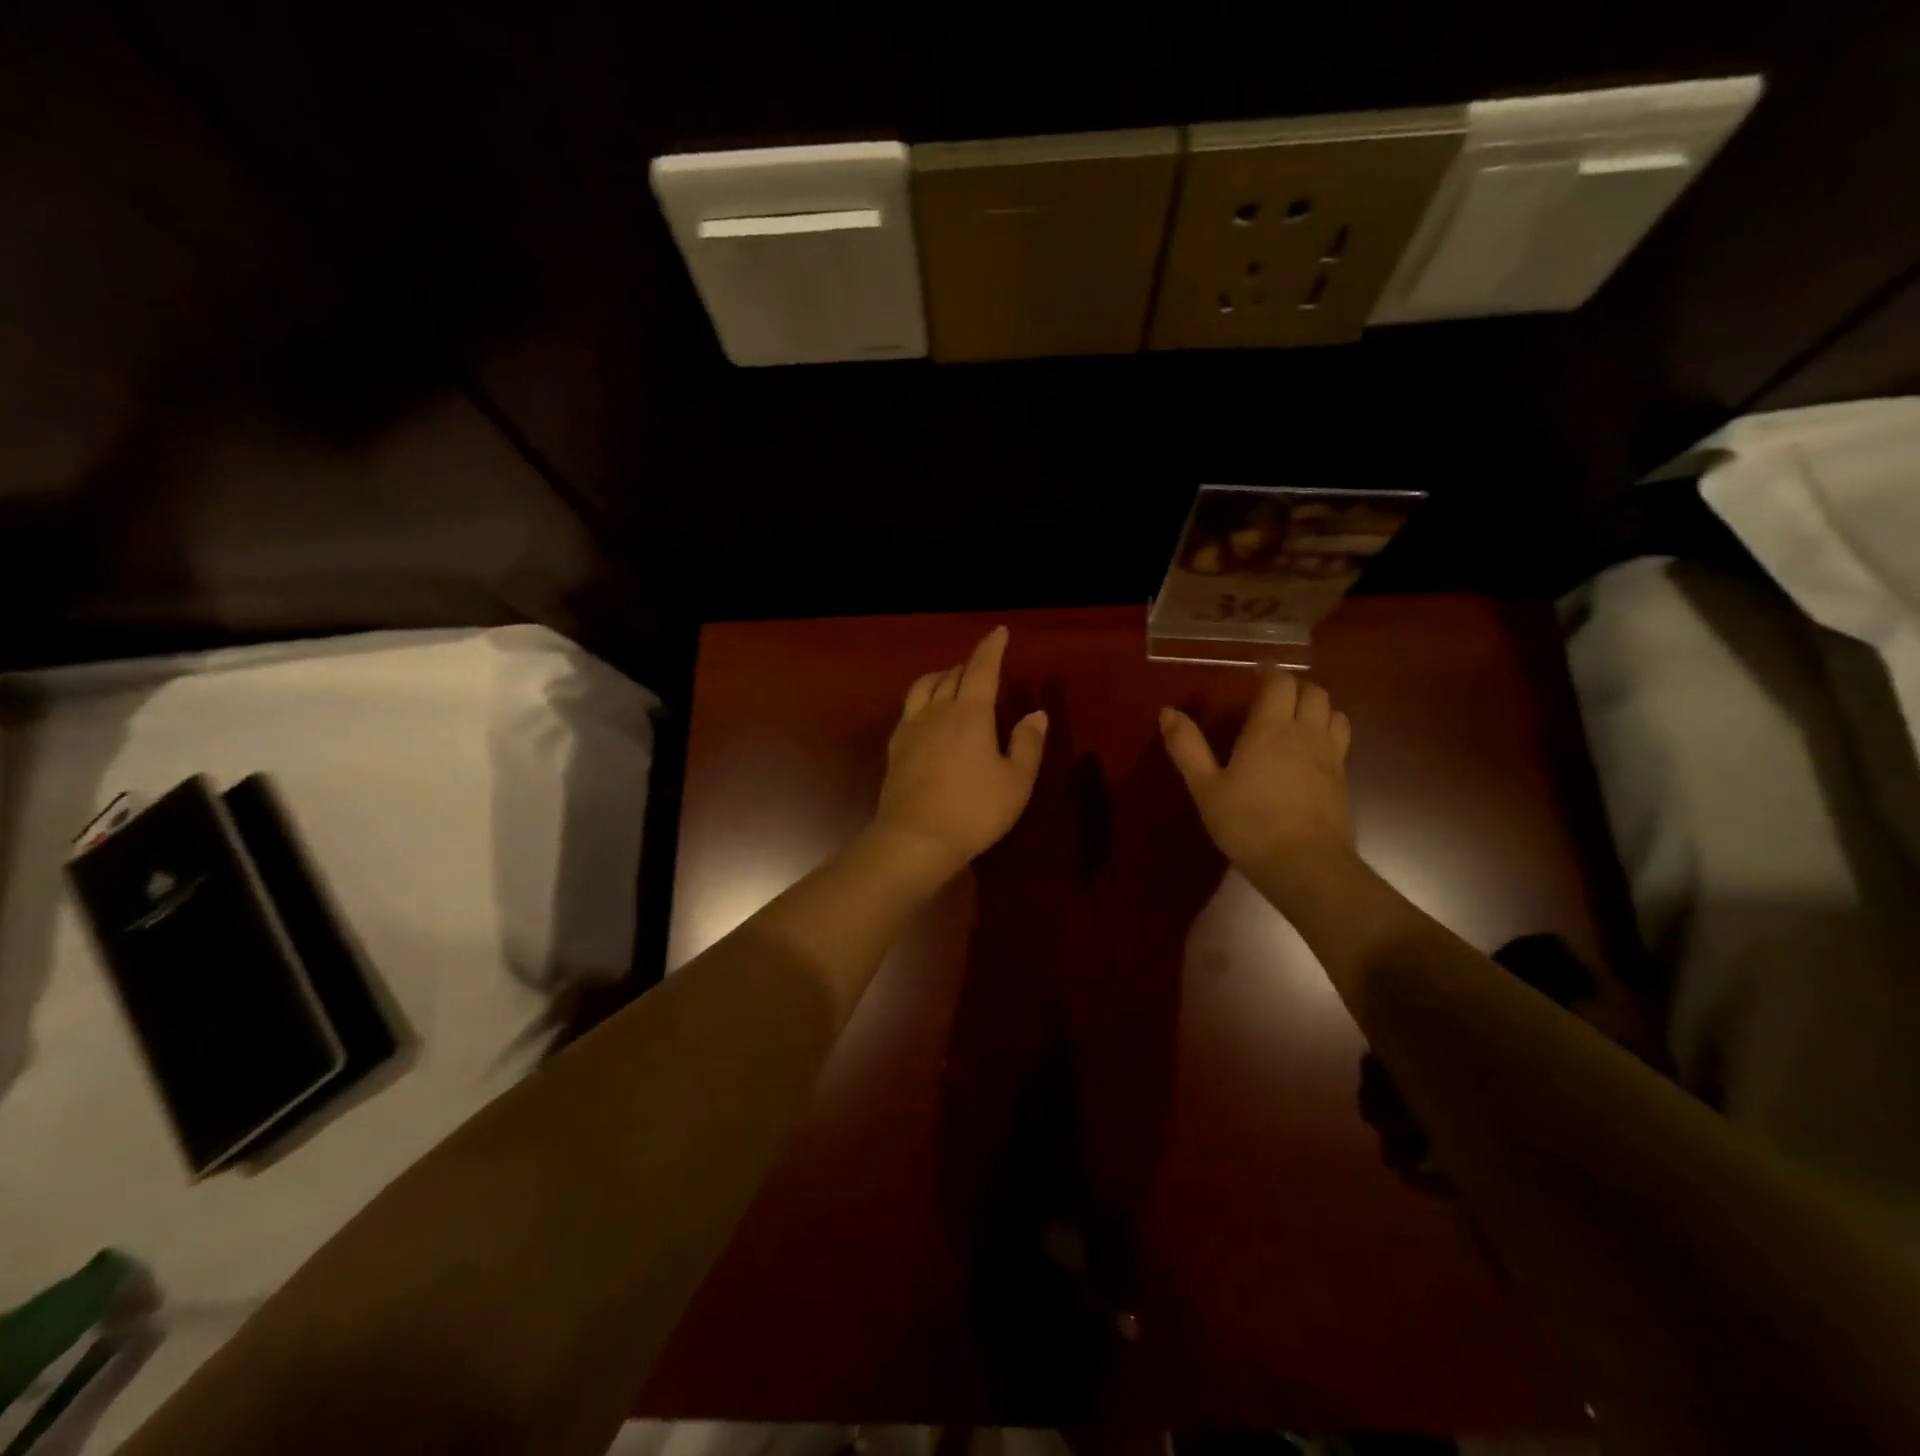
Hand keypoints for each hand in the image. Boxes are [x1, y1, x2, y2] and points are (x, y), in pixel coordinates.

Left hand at [873, 626, 1047, 882]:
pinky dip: (923, 698)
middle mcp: (938, 711)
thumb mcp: (1016, 782)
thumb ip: (1028, 744)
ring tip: (952, 681)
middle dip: (969, 665)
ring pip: (924, 687)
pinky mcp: (895, 747)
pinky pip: (909, 709)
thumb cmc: (975, 810)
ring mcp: (912, 728)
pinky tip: (927, 713)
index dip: (992, 648)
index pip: (982, 668)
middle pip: (952, 675)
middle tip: (982, 665)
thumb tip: (1036, 714)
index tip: (999, 632)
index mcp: (971, 713)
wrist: (915, 838)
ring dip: (941, 676)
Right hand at [1159, 670, 1352, 879]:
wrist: (1304, 864)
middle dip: (1296, 686)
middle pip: (1314, 693)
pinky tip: (1312, 752)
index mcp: (1271, 728)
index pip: (1280, 684)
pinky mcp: (1344, 780)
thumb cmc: (1247, 823)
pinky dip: (1328, 733)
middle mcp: (1306, 733)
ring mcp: (1331, 757)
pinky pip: (1341, 741)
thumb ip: (1187, 747)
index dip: (1270, 673)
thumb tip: (1167, 712)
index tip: (1257, 672)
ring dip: (1318, 707)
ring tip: (1299, 717)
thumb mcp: (1205, 787)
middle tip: (1275, 694)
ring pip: (1335, 714)